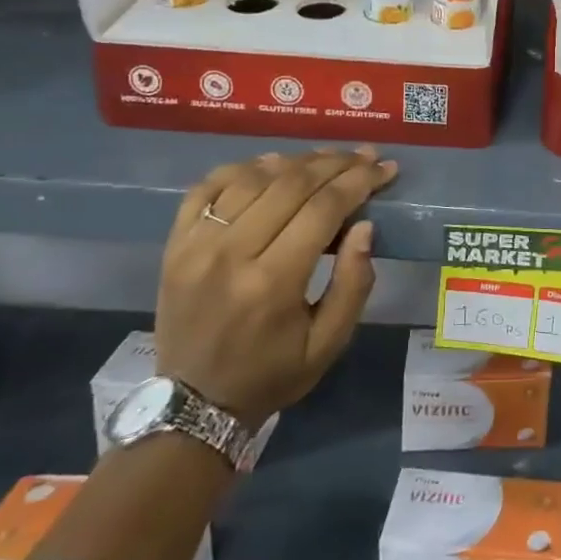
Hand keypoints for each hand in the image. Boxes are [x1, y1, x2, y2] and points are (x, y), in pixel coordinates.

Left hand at [155, 147, 396, 429]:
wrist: (193, 404)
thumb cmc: (271, 374)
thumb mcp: (328, 344)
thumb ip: (353, 284)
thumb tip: (365, 226)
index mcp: (273, 283)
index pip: (323, 209)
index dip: (359, 181)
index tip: (385, 168)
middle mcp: (231, 254)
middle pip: (291, 184)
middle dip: (336, 164)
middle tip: (365, 155)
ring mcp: (196, 246)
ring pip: (252, 178)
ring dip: (295, 160)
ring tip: (327, 158)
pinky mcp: (175, 244)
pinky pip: (207, 187)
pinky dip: (242, 168)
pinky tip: (270, 165)